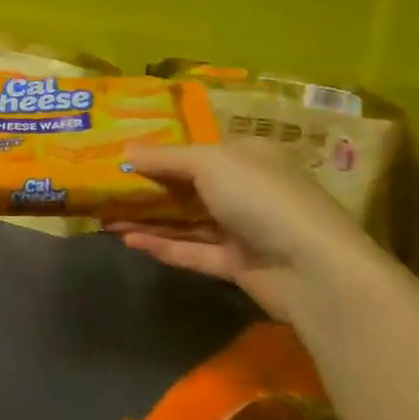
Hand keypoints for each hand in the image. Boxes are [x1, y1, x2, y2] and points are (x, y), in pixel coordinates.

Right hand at [107, 140, 384, 322]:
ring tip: (105, 217)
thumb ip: (166, 158)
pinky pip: (192, 251)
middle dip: (147, 188)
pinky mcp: (237, 265)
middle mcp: (246, 189)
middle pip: (188, 186)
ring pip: (187, 221)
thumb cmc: (262, 198)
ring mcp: (242, 229)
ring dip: (148, 219)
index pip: (198, 149)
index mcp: (247, 156)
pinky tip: (128, 241)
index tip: (121, 154)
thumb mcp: (210, 163)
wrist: (314, 270)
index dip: (160, 151)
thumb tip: (125, 150)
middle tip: (105, 189)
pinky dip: (163, 246)